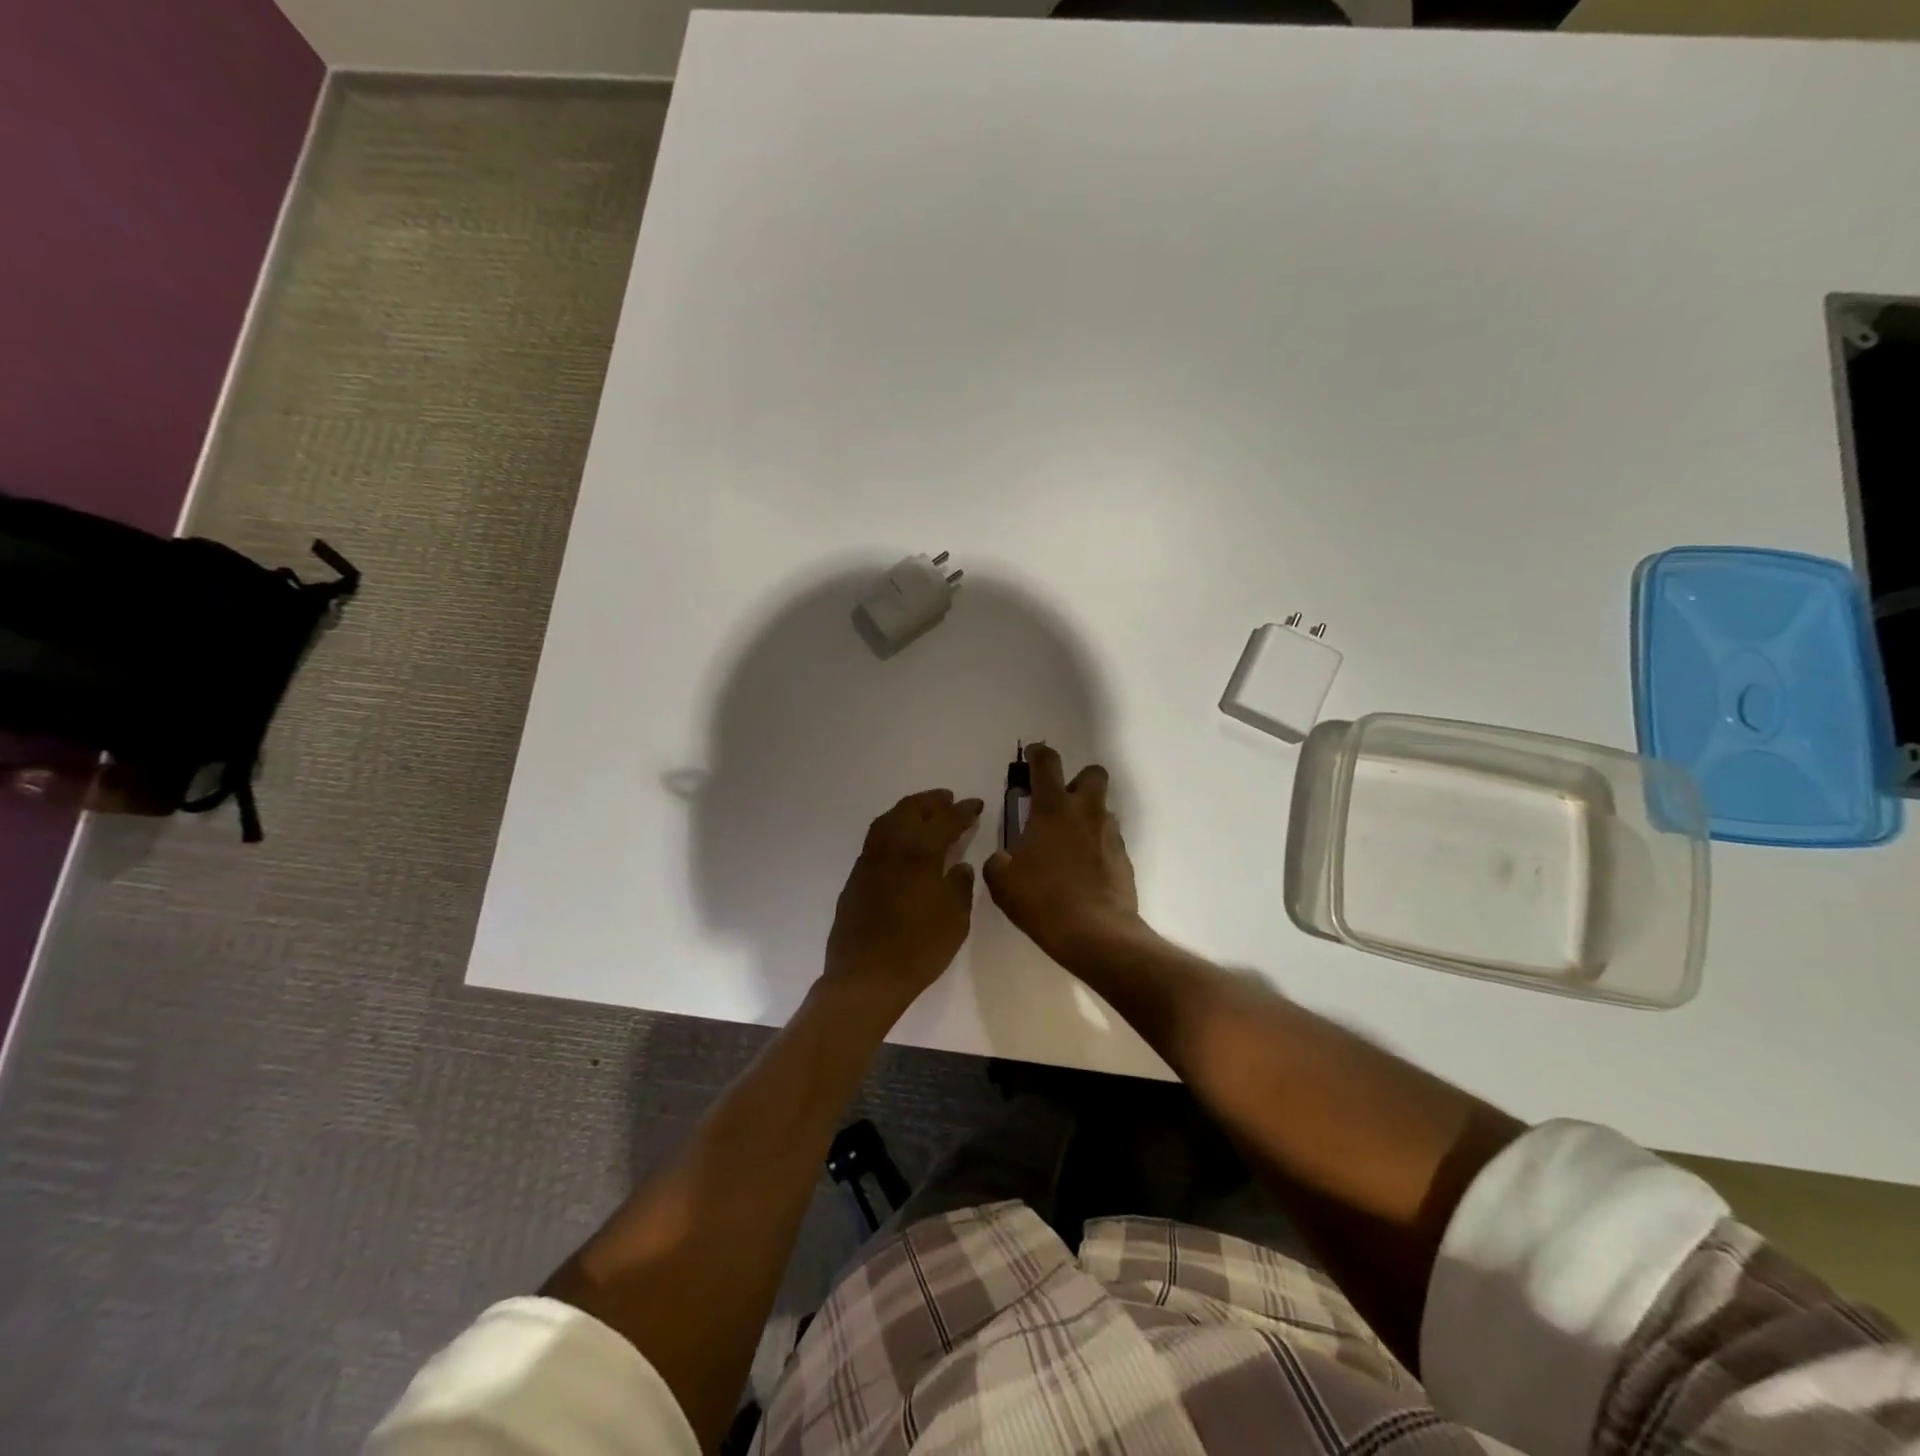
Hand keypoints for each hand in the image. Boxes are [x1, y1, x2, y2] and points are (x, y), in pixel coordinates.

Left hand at [823, 789, 983, 1013]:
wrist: (866, 977)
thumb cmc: (918, 949)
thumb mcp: (955, 920)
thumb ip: (959, 887)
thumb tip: (959, 866)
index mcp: (920, 854)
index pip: (945, 821)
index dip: (963, 810)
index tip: (975, 804)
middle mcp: (892, 848)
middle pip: (912, 810)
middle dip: (932, 801)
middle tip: (949, 800)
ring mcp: (869, 860)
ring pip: (888, 819)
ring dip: (909, 809)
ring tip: (924, 812)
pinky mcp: (855, 876)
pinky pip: (875, 838)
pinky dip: (892, 828)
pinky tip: (900, 841)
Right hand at [983, 744, 1142, 968]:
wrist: (1096, 934)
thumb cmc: (1043, 901)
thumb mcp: (1003, 883)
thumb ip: (999, 862)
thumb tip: (1003, 859)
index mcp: (1053, 809)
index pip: (1047, 764)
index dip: (1038, 754)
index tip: (1032, 755)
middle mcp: (1086, 813)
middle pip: (1092, 774)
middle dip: (1077, 779)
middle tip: (1058, 802)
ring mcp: (1110, 835)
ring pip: (1102, 809)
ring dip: (1086, 816)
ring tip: (1067, 844)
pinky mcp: (1124, 860)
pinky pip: (1109, 840)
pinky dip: (1096, 846)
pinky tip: (1083, 871)